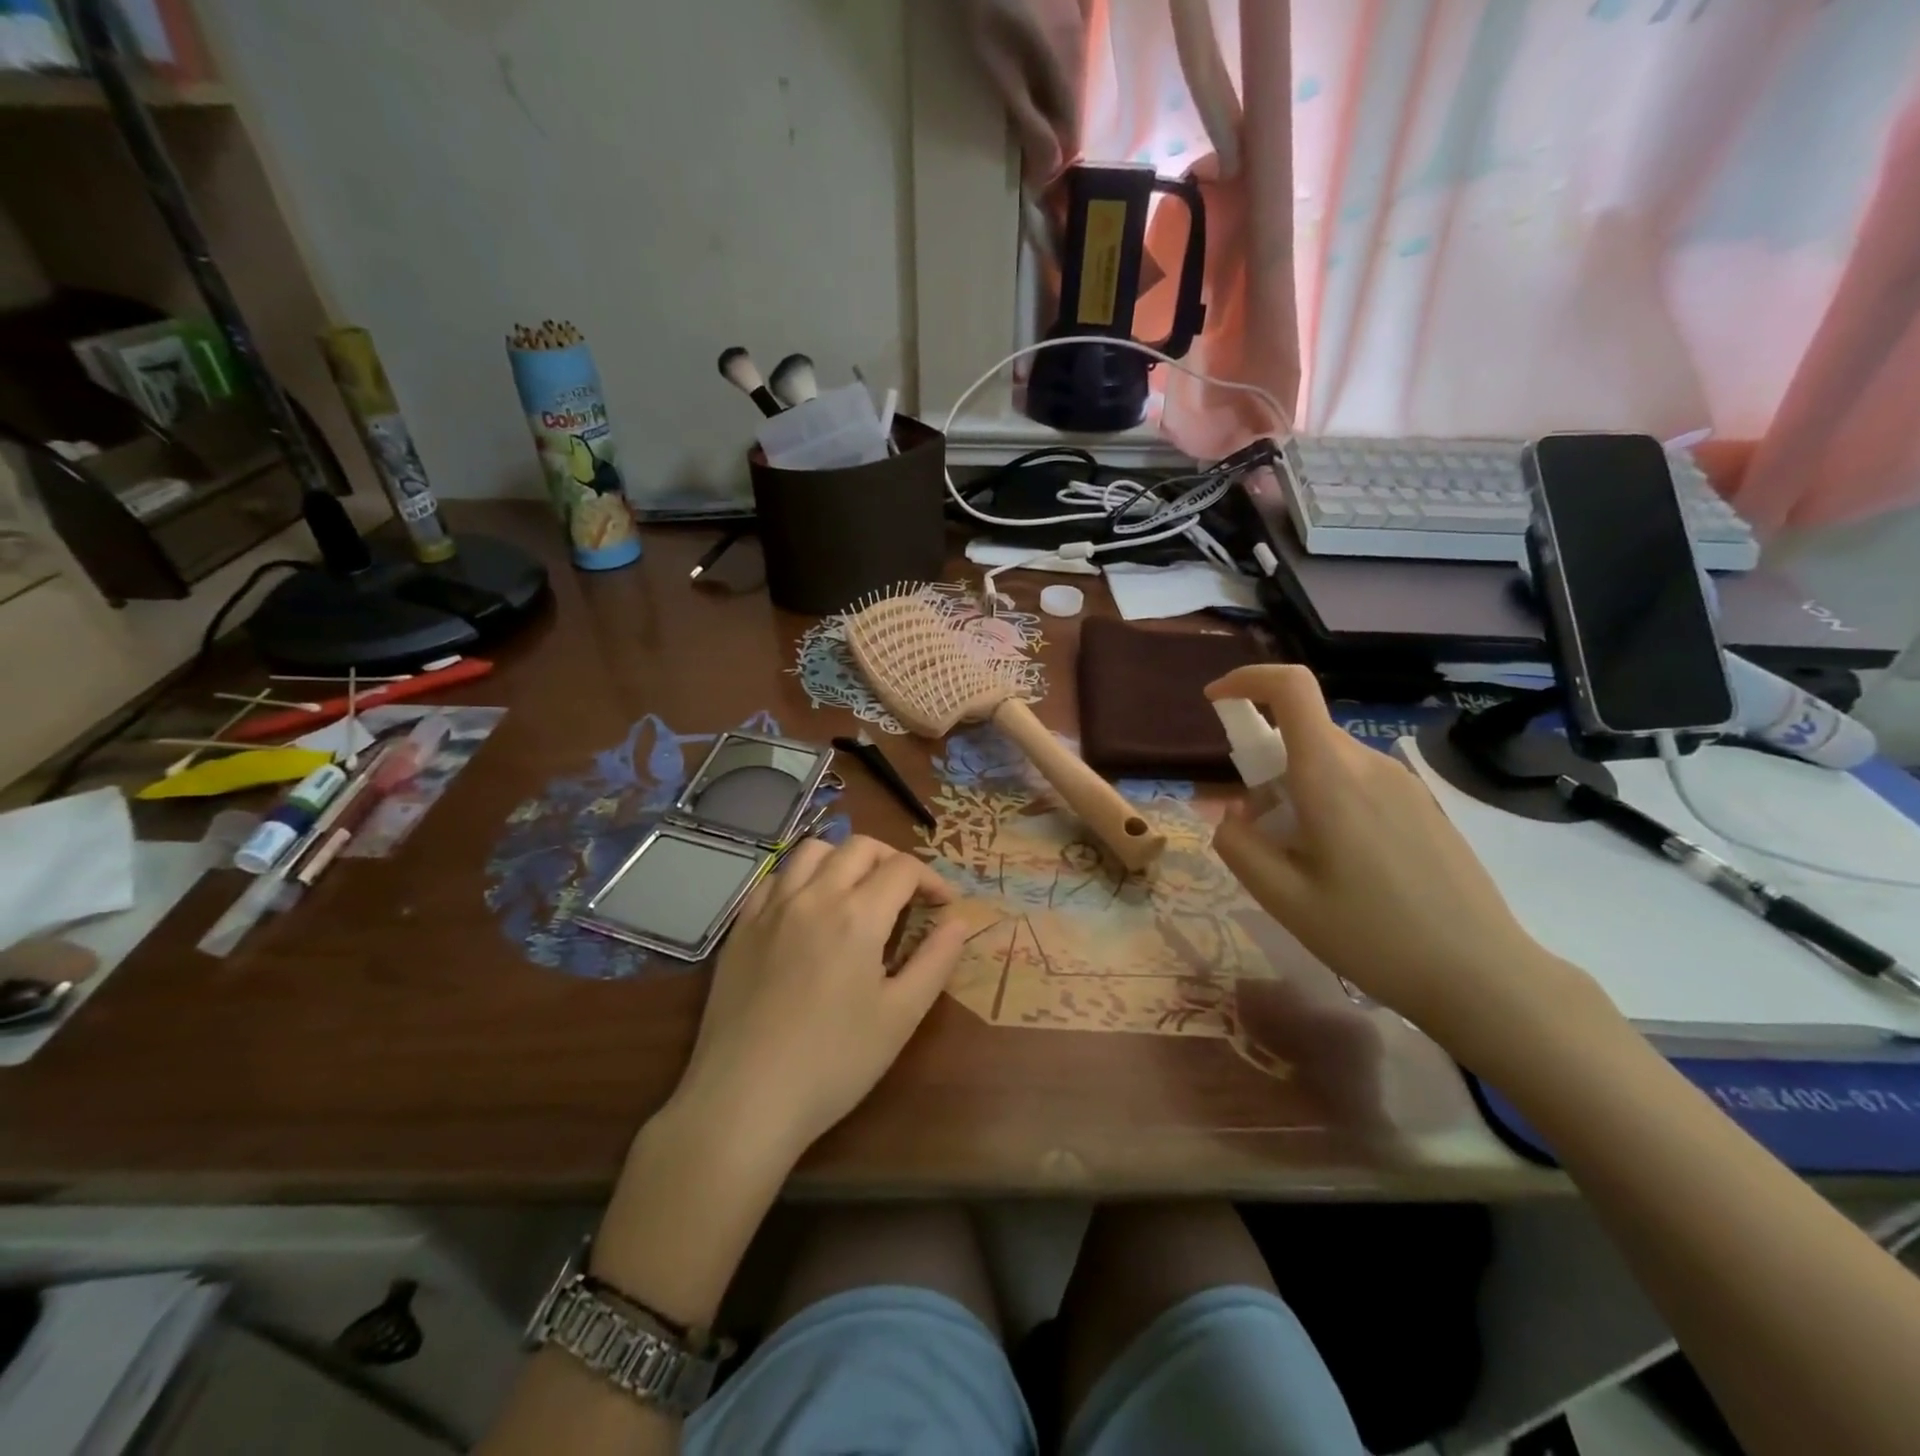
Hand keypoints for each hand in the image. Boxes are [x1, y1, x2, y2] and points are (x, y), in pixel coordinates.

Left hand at [670, 834, 972, 1171]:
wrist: (745, 1099)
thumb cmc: (834, 1063)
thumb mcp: (900, 1017)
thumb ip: (935, 961)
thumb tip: (958, 921)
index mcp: (857, 915)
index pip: (902, 868)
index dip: (931, 879)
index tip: (943, 905)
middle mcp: (813, 896)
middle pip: (859, 847)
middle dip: (892, 859)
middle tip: (906, 893)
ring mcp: (771, 908)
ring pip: (812, 851)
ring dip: (844, 858)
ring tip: (856, 890)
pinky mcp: (741, 927)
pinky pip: (774, 877)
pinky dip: (801, 877)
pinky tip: (808, 909)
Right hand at [1205, 666, 1604, 1064]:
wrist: (1484, 976)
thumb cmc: (1373, 936)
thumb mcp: (1283, 899)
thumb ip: (1238, 846)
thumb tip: (1230, 815)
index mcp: (1332, 776)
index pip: (1291, 688)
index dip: (1247, 680)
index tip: (1216, 701)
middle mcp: (1370, 764)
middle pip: (1302, 732)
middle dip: (1263, 765)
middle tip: (1257, 829)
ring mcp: (1404, 783)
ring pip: (1329, 760)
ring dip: (1295, 789)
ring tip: (1299, 859)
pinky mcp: (1423, 805)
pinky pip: (1358, 782)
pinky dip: (1328, 801)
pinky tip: (1341, 866)